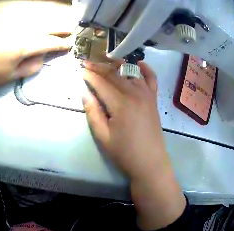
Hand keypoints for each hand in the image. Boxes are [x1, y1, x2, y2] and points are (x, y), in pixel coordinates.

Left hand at [0, 20, 71, 88]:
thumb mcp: (9, 76)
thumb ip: (30, 66)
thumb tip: (41, 57)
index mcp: (23, 45)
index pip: (50, 42)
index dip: (62, 44)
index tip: (70, 44)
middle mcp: (18, 28)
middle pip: (44, 26)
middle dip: (59, 28)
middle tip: (69, 29)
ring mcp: (6, 21)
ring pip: (32, 20)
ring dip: (45, 23)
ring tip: (53, 27)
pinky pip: (18, 18)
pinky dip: (28, 21)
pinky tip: (30, 24)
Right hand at [82, 60, 169, 180]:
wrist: (150, 162)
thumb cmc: (125, 153)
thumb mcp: (103, 137)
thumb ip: (93, 112)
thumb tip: (84, 92)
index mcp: (121, 104)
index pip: (101, 83)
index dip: (89, 75)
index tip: (80, 69)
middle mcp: (135, 93)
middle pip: (114, 74)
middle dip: (99, 67)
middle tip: (87, 63)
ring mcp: (147, 94)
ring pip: (130, 72)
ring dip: (117, 65)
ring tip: (106, 63)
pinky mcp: (154, 99)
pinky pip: (151, 78)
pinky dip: (145, 68)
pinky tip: (138, 63)